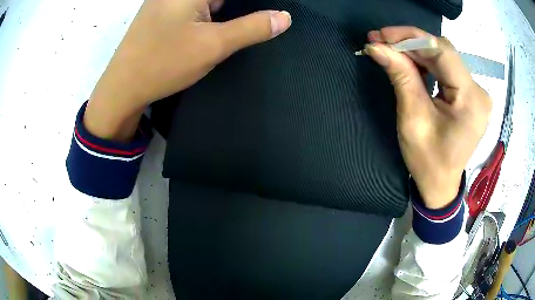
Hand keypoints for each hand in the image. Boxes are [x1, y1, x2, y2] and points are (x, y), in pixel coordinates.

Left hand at [84, 0, 290, 140]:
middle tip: (262, 18)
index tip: (268, 14)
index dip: (252, 4)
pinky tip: (217, 27)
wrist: (123, 88)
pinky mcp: (163, 13)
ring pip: (209, 1)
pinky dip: (211, 13)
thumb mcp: (213, 45)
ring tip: (239, 27)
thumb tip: (284, 17)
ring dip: (225, 11)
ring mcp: (167, 1)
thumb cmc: (164, 63)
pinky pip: (195, 7)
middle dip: (240, 8)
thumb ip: (252, 28)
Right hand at [365, 27, 491, 208]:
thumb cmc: (428, 161)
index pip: (443, 52)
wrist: (441, 185)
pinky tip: (409, 62)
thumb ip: (401, 77)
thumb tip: (377, 47)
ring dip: (416, 51)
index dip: (411, 37)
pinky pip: (446, 69)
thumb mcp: (413, 119)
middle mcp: (478, 91)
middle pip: (443, 52)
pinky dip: (426, 62)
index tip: (382, 35)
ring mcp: (476, 92)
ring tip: (390, 50)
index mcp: (471, 101)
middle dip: (410, 43)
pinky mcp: (470, 94)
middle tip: (380, 41)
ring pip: (444, 57)